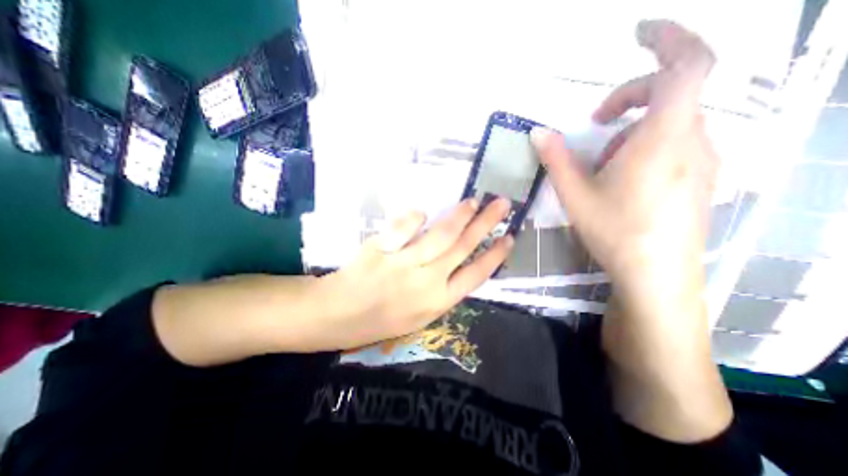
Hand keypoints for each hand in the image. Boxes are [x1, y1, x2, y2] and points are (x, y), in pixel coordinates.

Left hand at [311, 197, 508, 349]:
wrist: (338, 316)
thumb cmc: (381, 319)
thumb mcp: (419, 315)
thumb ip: (440, 289)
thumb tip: (456, 260)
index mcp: (438, 301)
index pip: (476, 275)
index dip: (495, 255)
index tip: (509, 237)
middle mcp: (427, 281)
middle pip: (464, 247)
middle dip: (486, 224)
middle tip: (502, 204)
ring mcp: (404, 264)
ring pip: (441, 235)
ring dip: (460, 215)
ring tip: (473, 201)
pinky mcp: (382, 249)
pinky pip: (404, 228)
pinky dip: (414, 217)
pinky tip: (422, 211)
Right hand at [531, 19, 717, 316]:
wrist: (657, 275)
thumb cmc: (615, 231)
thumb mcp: (575, 194)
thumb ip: (556, 159)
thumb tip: (538, 134)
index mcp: (661, 139)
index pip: (687, 66)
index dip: (668, 38)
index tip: (638, 32)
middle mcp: (692, 141)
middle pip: (671, 94)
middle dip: (628, 98)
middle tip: (594, 123)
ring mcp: (703, 160)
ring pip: (670, 123)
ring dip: (632, 129)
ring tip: (604, 162)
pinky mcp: (701, 178)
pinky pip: (676, 144)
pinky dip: (645, 145)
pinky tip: (624, 176)